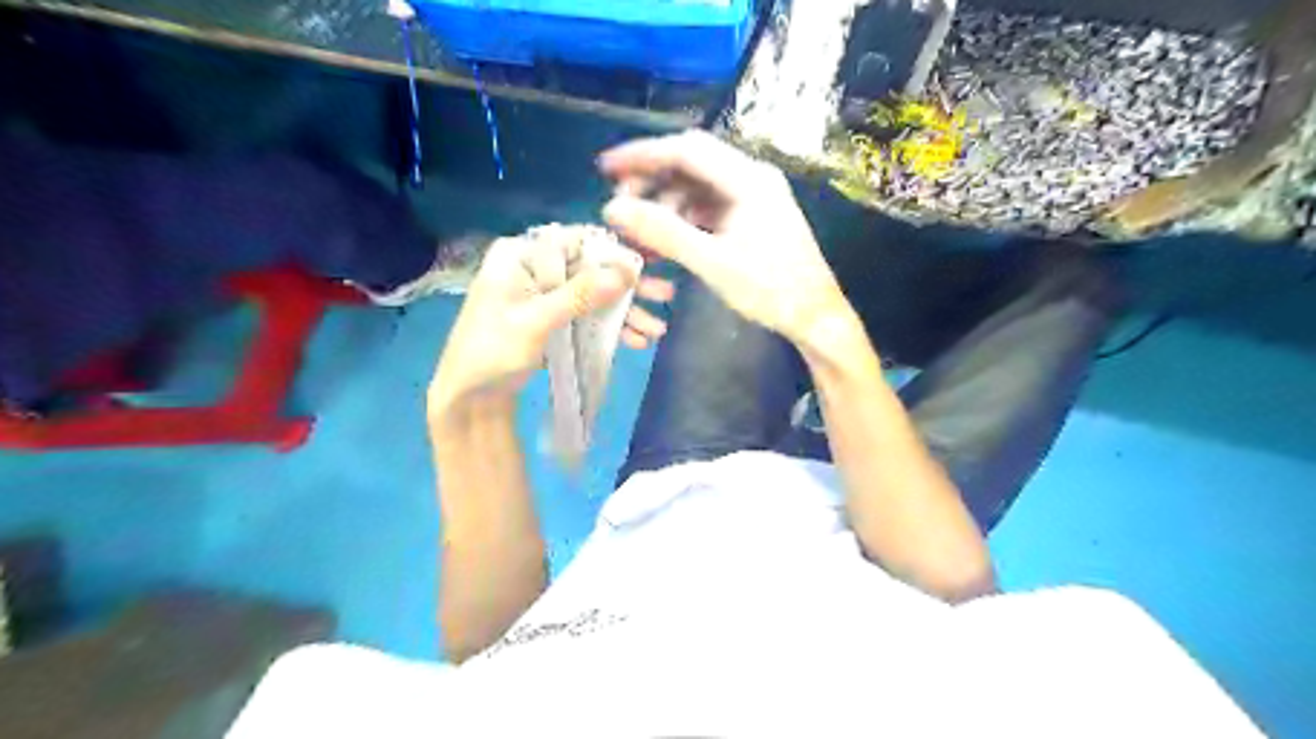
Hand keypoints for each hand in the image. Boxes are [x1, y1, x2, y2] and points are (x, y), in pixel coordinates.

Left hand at [429, 230, 657, 410]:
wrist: (470, 397)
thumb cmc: (492, 353)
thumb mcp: (535, 322)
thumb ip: (579, 295)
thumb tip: (626, 271)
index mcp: (520, 256)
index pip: (574, 241)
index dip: (612, 253)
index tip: (647, 268)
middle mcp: (534, 268)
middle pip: (590, 269)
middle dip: (627, 288)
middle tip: (665, 297)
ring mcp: (544, 295)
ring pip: (593, 294)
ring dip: (624, 312)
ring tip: (657, 330)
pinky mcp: (552, 318)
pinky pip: (586, 315)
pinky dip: (609, 328)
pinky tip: (636, 341)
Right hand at [601, 130, 846, 345]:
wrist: (815, 317)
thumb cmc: (771, 290)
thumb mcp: (713, 262)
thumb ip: (663, 232)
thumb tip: (614, 208)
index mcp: (748, 179)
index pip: (686, 149)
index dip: (642, 154)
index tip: (606, 167)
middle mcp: (751, 178)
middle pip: (691, 164)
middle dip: (651, 182)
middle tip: (621, 207)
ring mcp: (753, 197)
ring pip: (696, 188)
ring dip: (665, 205)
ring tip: (641, 234)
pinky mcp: (751, 217)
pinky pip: (708, 208)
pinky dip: (683, 220)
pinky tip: (666, 241)